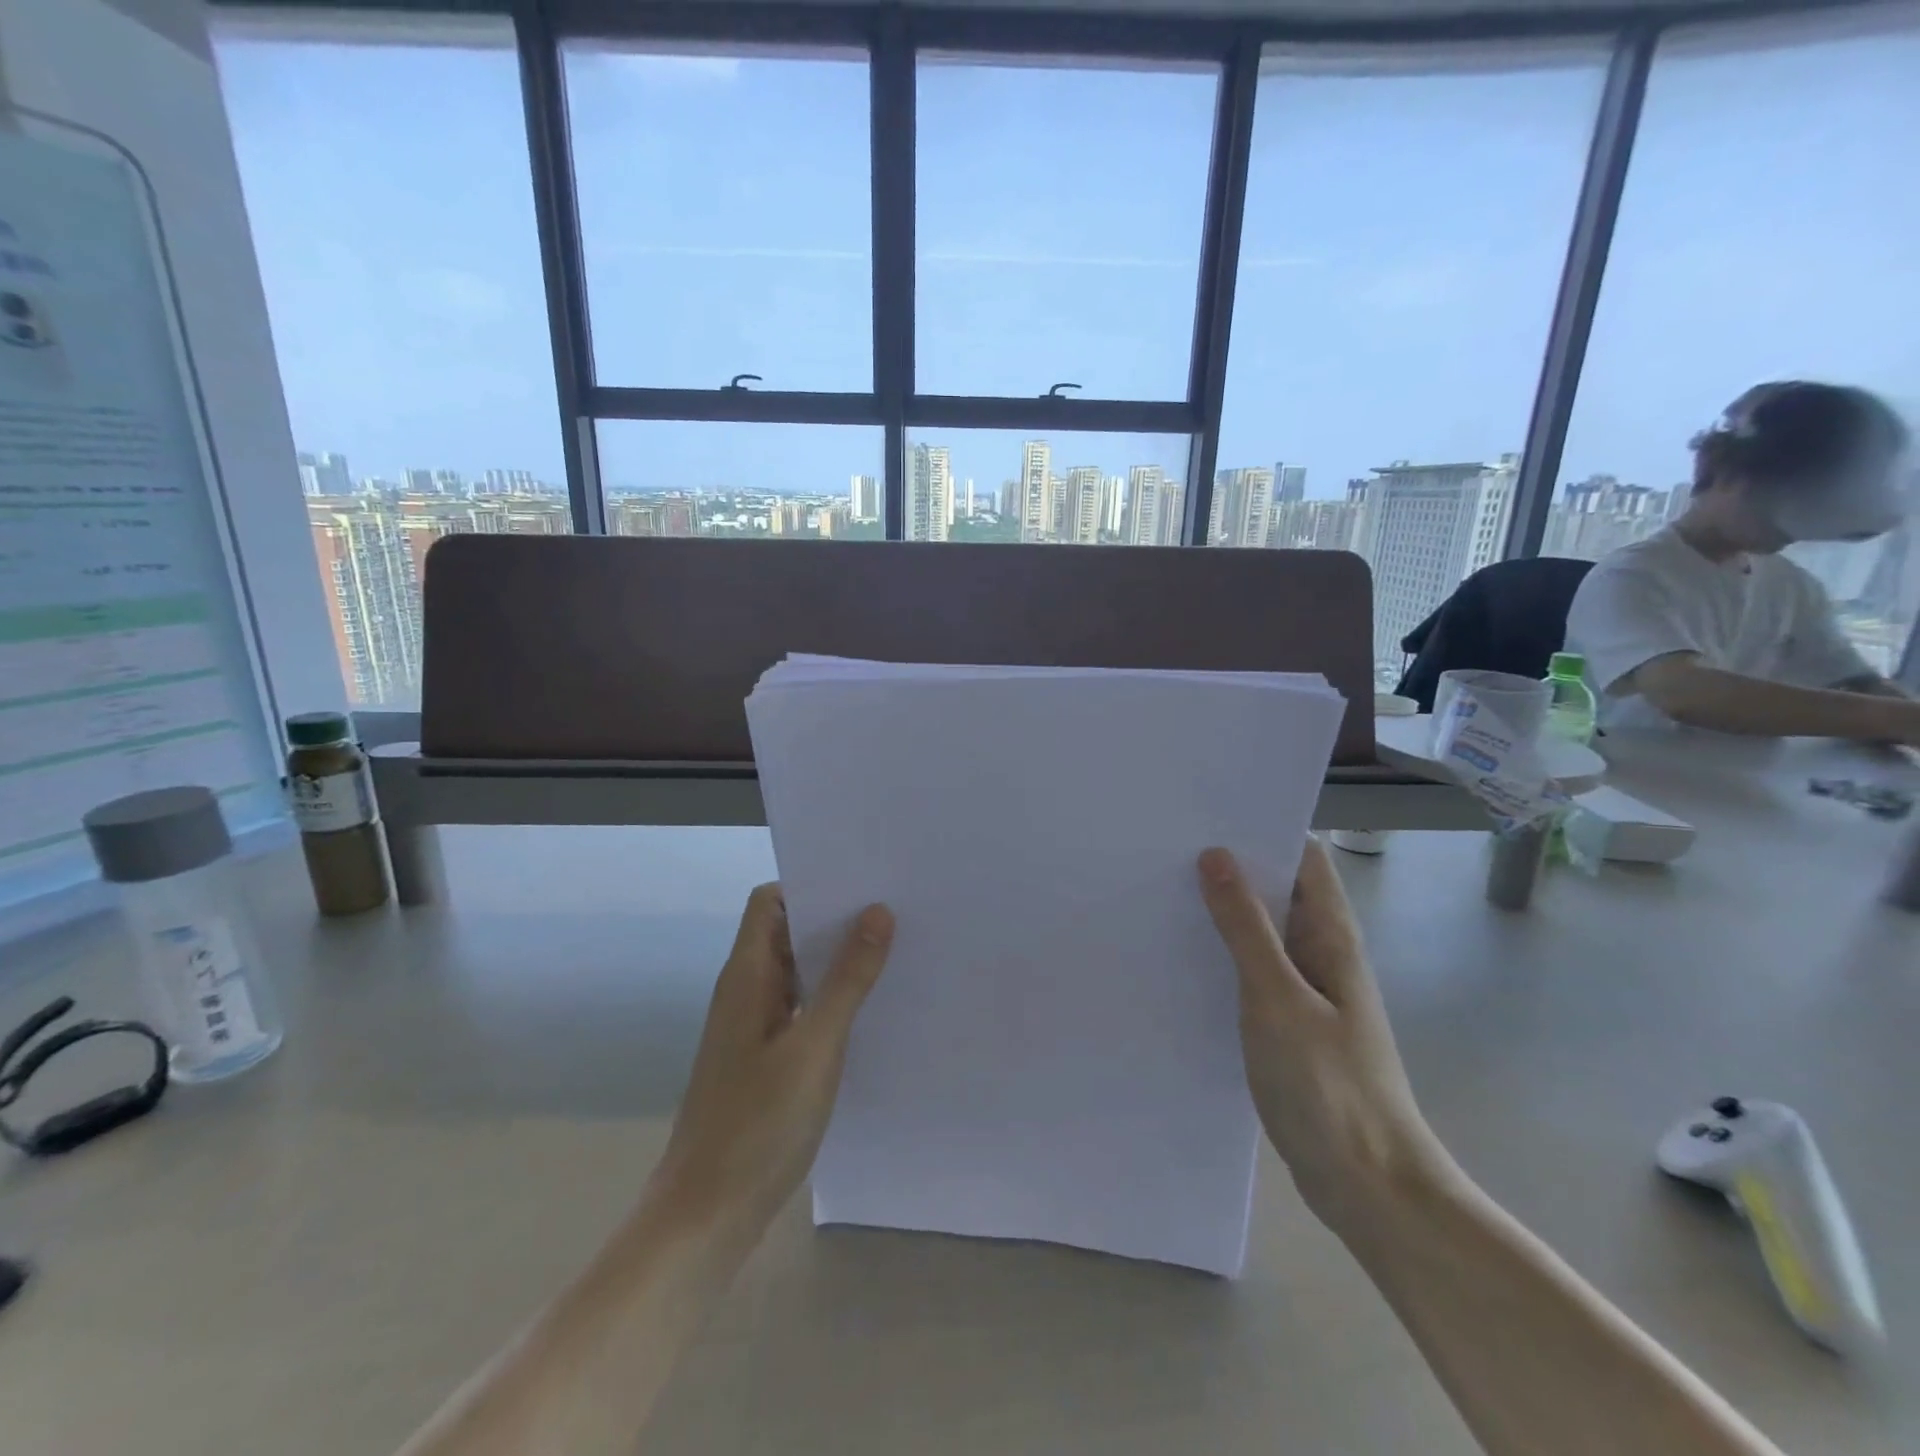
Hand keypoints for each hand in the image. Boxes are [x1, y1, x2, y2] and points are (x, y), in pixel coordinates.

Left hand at [652, 884, 894, 1239]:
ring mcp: (754, 1026)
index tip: (862, 886)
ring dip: (837, 961)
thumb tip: (878, 912)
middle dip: (836, 920)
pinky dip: (832, 999)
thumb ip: (847, 979)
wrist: (707, 1215)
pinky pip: (802, 1008)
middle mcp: (746, 991)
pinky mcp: (765, 1058)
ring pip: (798, 973)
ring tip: (895, 953)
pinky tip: (872, 1010)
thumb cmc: (758, 1124)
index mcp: (747, 975)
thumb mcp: (815, 1046)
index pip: (771, 901)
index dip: (811, 886)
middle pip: (788, 932)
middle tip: (895, 914)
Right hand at [1198, 840, 1453, 1235]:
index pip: (1302, 857)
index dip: (1261, 828)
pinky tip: (1178, 955)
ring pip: (1260, 931)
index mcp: (1330, 935)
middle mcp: (1320, 952)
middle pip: (1277, 889)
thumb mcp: (1277, 998)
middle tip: (1165, 847)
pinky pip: (1250, 970)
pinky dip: (1220, 954)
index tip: (1205, 813)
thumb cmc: (1328, 1085)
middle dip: (1229, 866)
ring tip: (1160, 890)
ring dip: (1221, 911)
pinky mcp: (1287, 1022)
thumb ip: (1246, 928)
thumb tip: (1216, 856)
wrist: (1368, 1184)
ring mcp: (1304, 989)